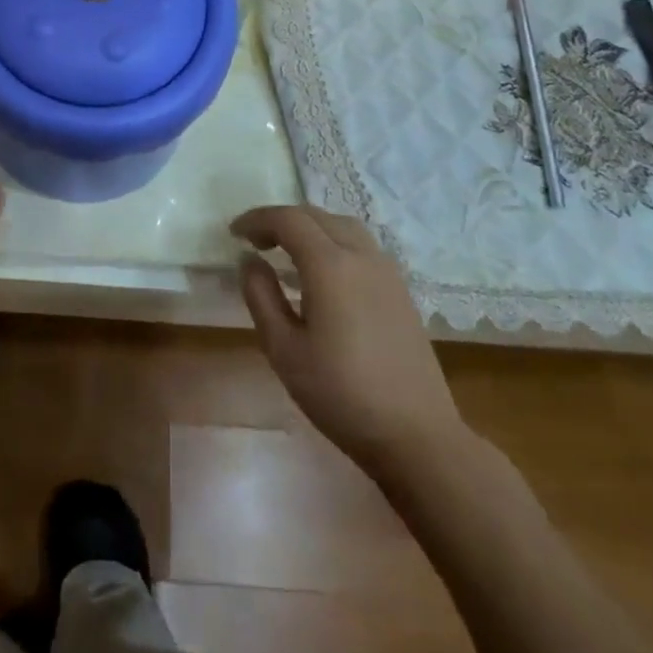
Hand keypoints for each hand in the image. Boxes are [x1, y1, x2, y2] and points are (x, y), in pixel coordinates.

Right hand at [232, 205, 463, 479]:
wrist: (418, 437)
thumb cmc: (342, 395)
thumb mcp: (284, 350)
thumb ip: (261, 297)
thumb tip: (249, 261)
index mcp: (330, 265)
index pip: (287, 219)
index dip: (257, 219)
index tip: (234, 234)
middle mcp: (361, 255)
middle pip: (315, 215)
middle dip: (281, 220)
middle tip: (256, 242)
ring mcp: (386, 271)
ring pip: (341, 225)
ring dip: (310, 228)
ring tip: (288, 252)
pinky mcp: (400, 290)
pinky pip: (360, 245)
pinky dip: (333, 242)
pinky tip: (324, 274)